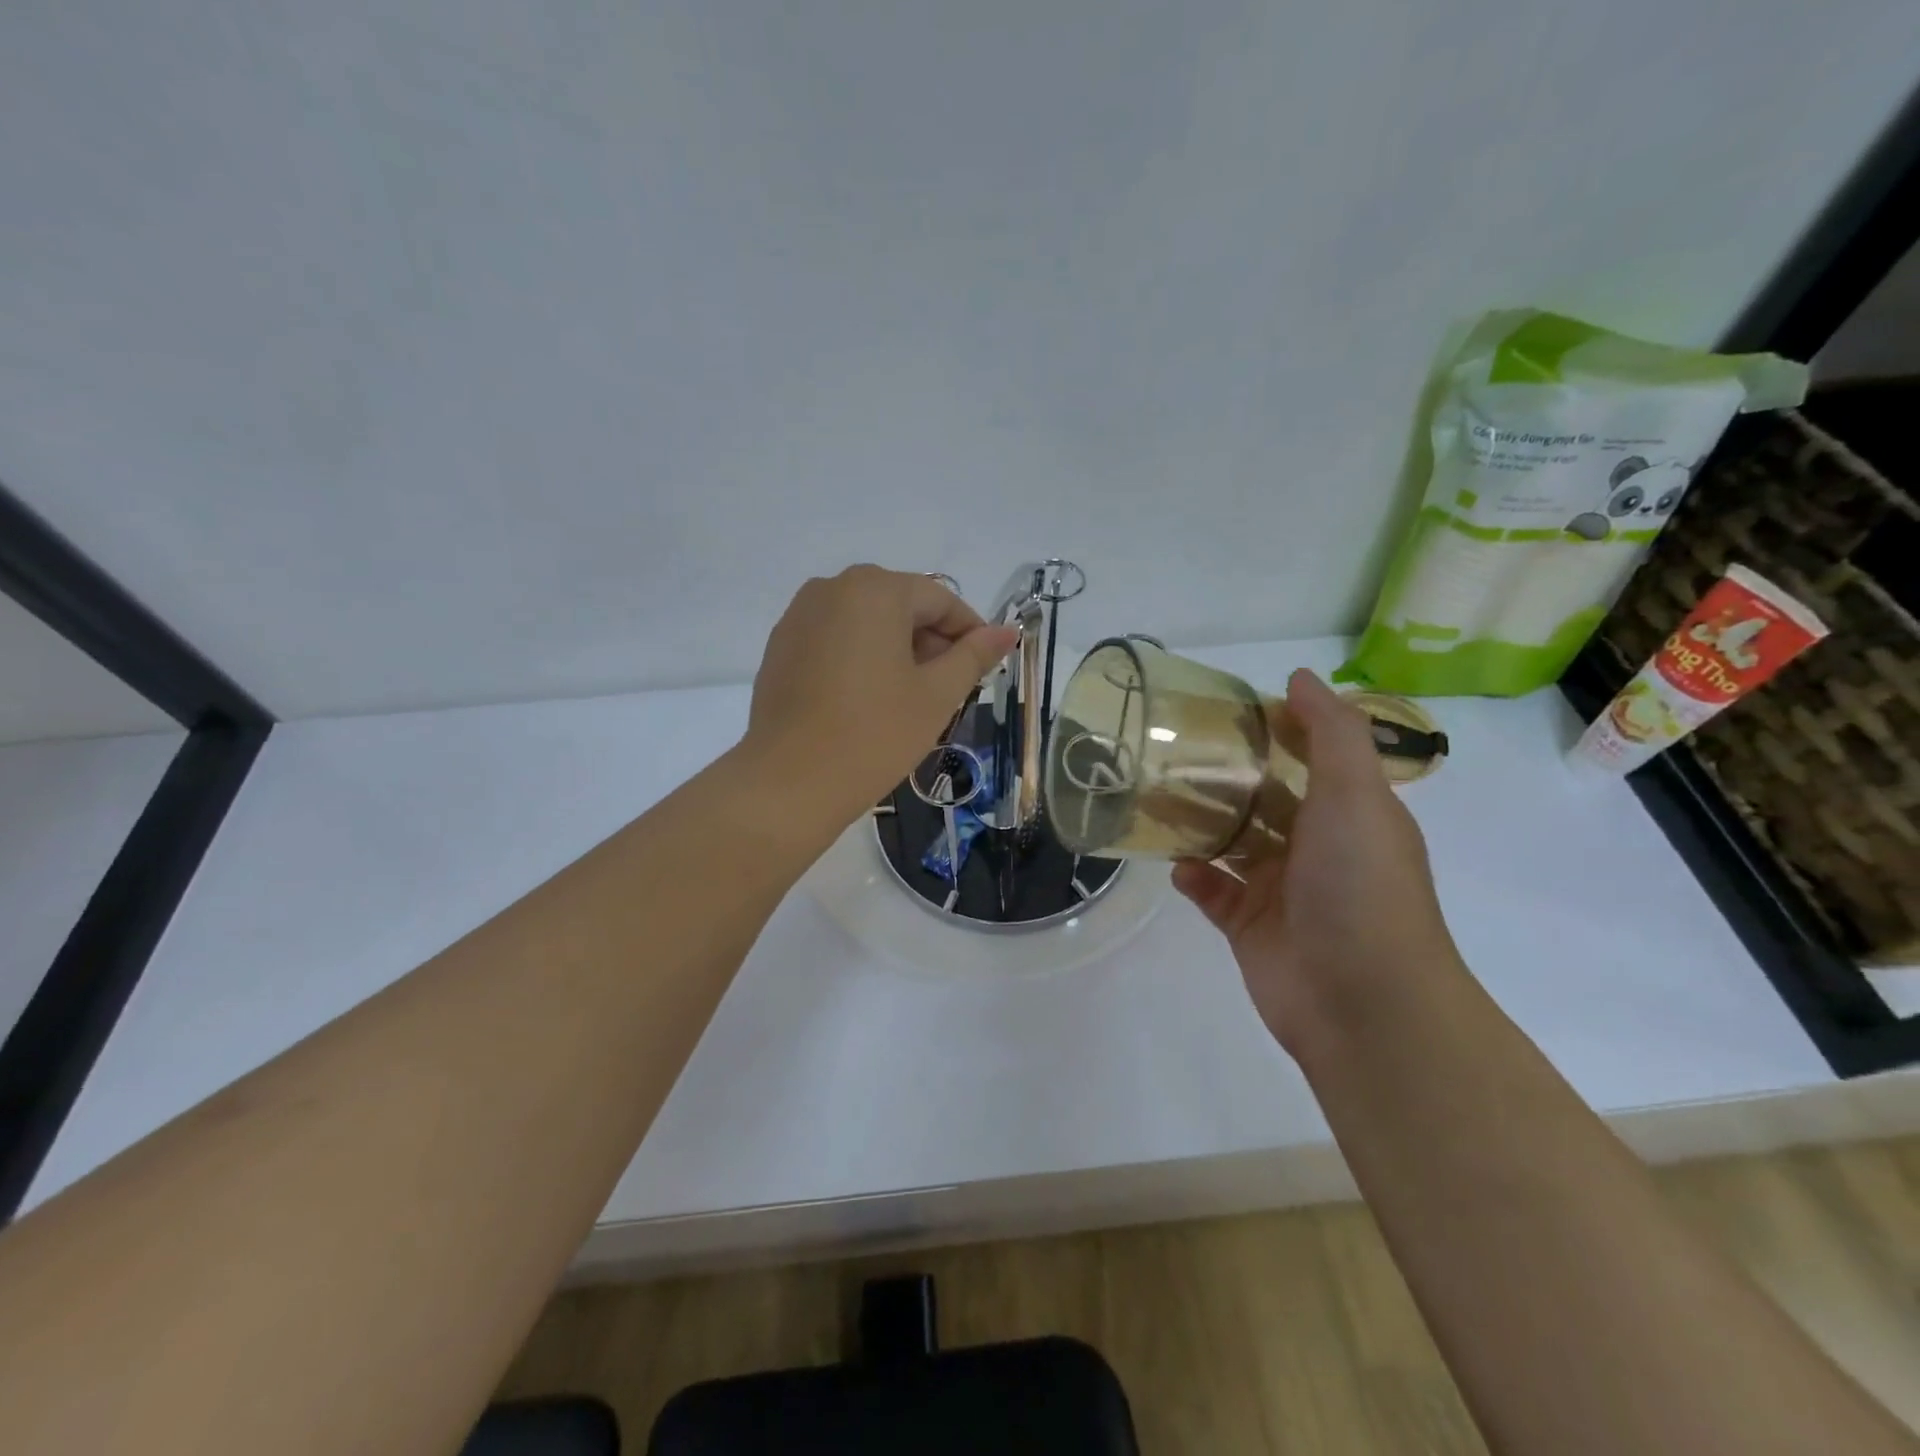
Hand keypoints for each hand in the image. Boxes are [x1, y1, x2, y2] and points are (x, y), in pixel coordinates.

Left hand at [742, 565, 1019, 825]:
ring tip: (910, 697)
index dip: (969, 631)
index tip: (985, 666)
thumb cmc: (875, 734)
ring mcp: (799, 616)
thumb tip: (1006, 632)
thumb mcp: (936, 695)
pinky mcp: (780, 646)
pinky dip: (860, 657)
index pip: (939, 599)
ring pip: (866, 621)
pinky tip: (867, 699)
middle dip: (931, 641)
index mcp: (875, 589)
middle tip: (949, 688)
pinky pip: (835, 638)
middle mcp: (832, 588)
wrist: (790, 782)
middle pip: (900, 605)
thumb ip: (974, 655)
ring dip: (897, 649)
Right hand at [1172, 669, 1458, 1055]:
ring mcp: (1281, 890)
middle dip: (1225, 776)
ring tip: (1156, 798)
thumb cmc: (1361, 885)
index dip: (1275, 730)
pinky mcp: (1249, 927)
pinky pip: (1212, 892)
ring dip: (1199, 823)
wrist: (1363, 1002)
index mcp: (1349, 813)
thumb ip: (1332, 733)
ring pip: (1231, 844)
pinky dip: (1194, 876)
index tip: (1228, 708)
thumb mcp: (1357, 795)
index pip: (1309, 758)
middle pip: (1263, 799)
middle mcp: (1316, 848)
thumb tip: (1299, 678)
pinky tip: (1178, 865)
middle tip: (1173, 750)